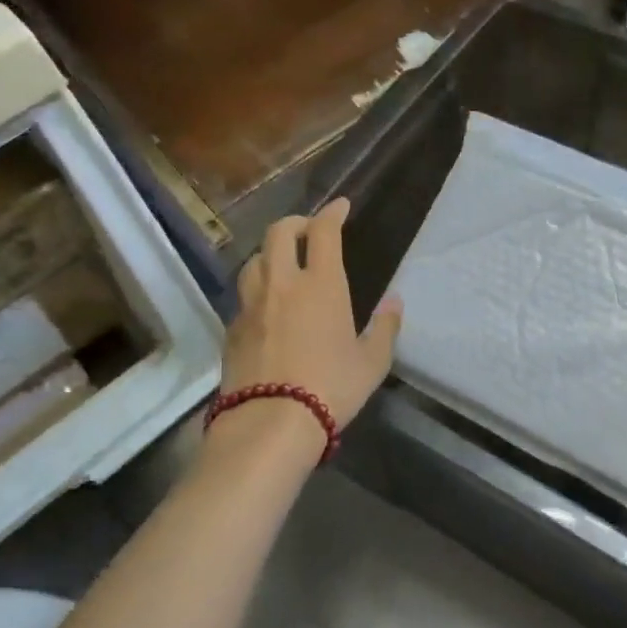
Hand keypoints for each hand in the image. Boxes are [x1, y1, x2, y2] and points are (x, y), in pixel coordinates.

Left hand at [218, 198, 401, 450]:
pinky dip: (257, 288)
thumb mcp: (372, 362)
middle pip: (279, 233)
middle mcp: (283, 284)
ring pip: (254, 260)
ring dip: (270, 253)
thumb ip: (385, 327)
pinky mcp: (232, 328)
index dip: (332, 213)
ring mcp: (252, 305)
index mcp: (321, 285)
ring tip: (282, 263)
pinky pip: (244, 295)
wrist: (271, 422)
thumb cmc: (331, 388)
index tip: (340, 206)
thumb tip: (394, 301)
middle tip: (307, 229)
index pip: (324, 232)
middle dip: (295, 222)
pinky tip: (265, 305)